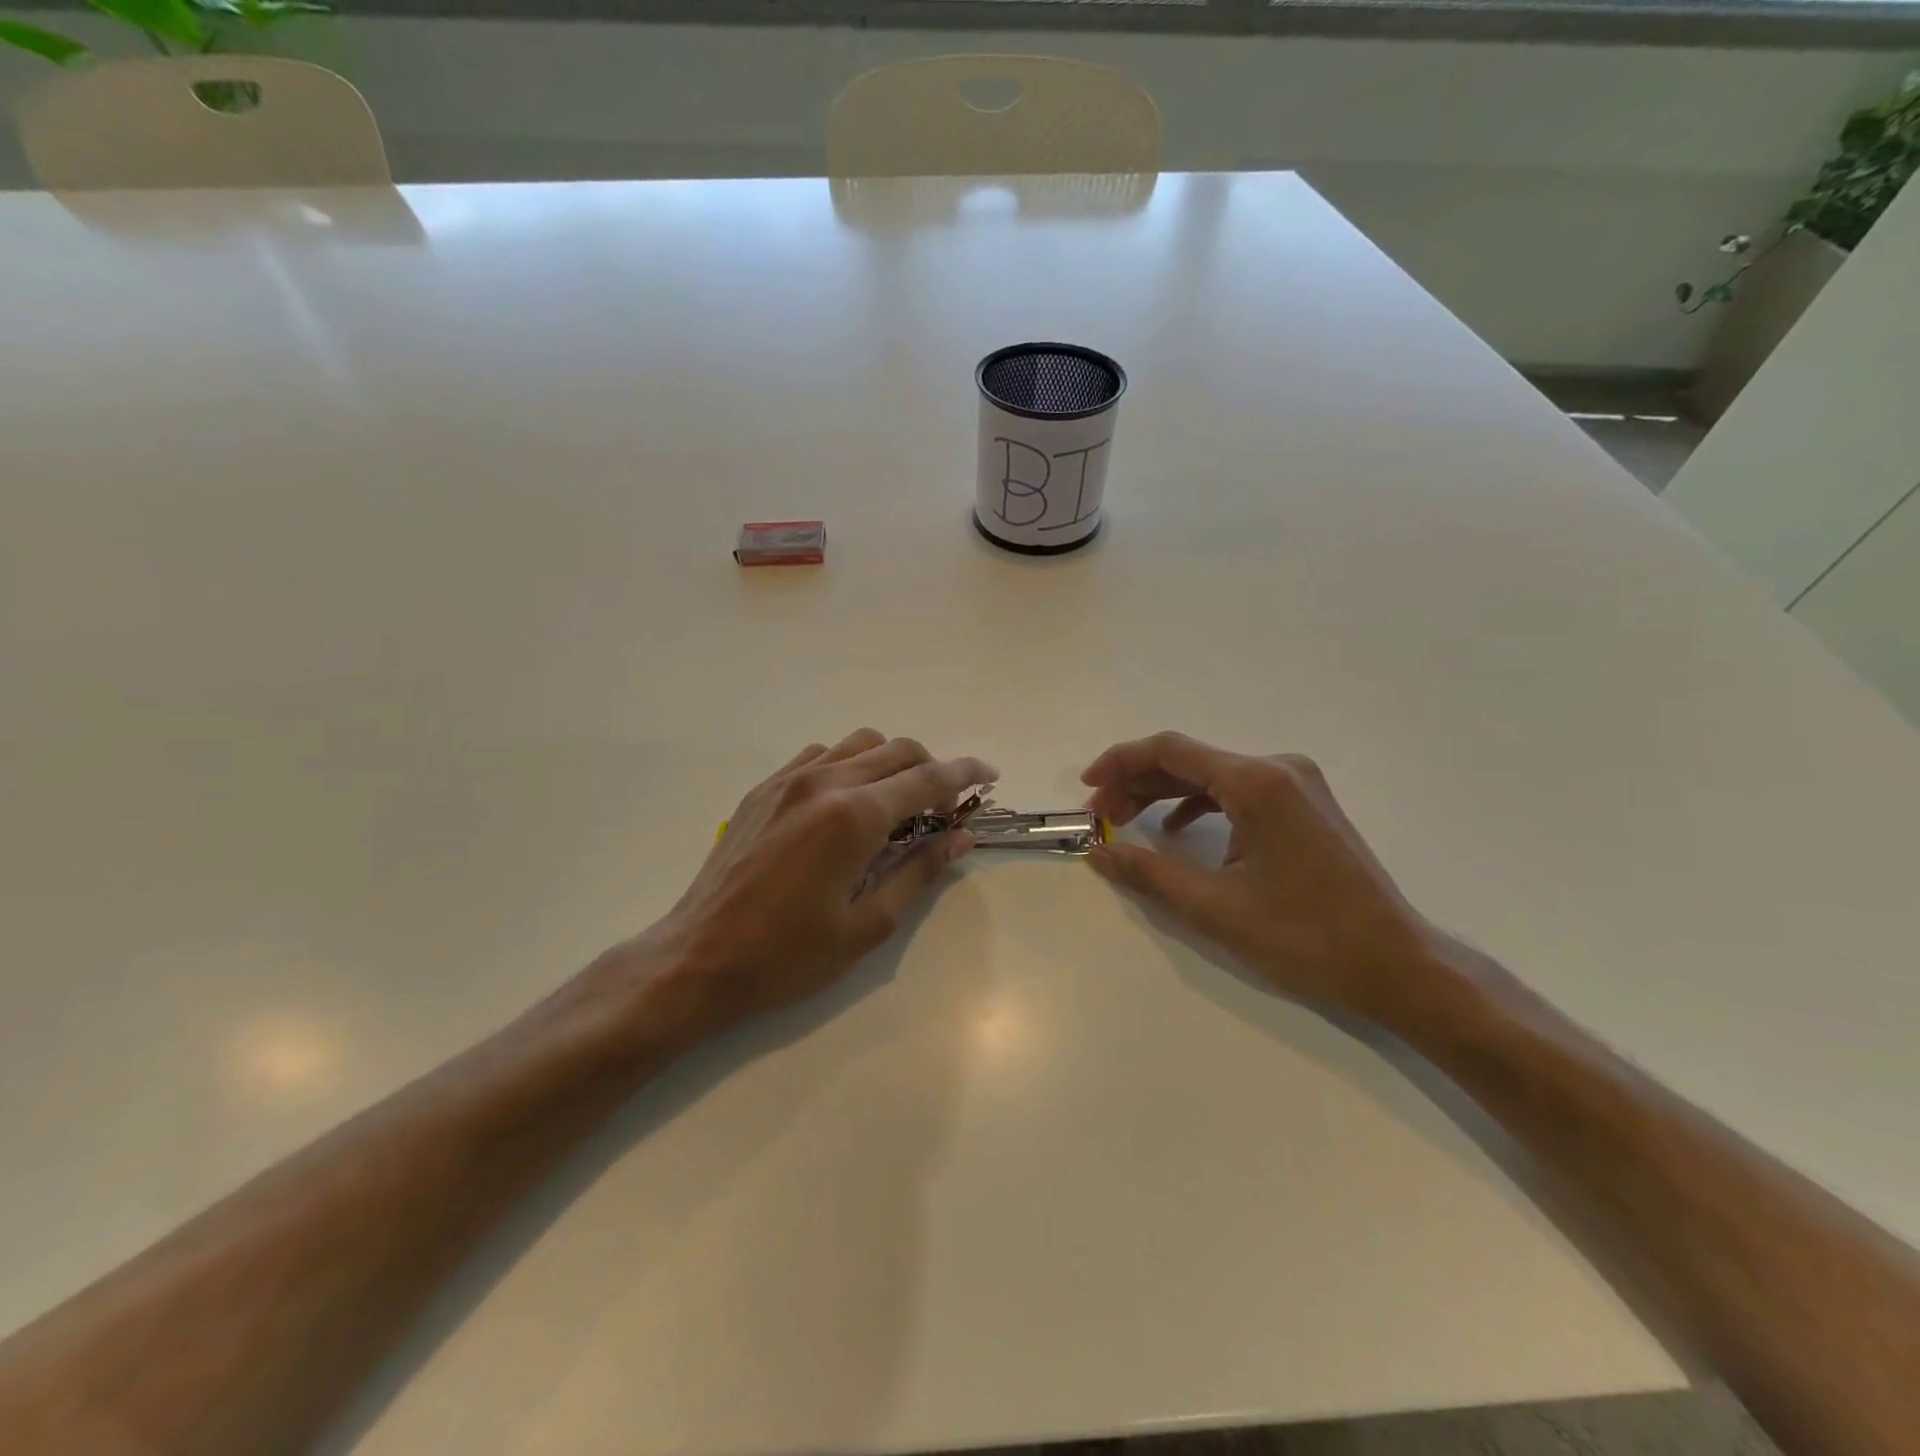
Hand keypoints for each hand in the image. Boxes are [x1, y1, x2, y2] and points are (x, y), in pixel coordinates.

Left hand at [634, 729, 996, 1038]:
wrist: (697, 958)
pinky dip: (849, 765)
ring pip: (858, 744)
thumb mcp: (868, 925)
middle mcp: (824, 782)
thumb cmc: (787, 955)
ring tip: (898, 803)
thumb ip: (920, 872)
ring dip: (891, 762)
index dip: (966, 775)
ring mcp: (788, 780)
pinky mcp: (763, 789)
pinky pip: (820, 755)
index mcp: (854, 816)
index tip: (990, 776)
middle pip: (897, 750)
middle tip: (945, 807)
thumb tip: (961, 838)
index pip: (927, 779)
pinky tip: (846, 802)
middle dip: (932, 769)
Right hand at [1081, 732, 1448, 1023]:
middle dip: (1137, 784)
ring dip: (1163, 795)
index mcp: (1258, 782)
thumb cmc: (1306, 936)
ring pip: (1212, 777)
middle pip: (1189, 761)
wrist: (1397, 964)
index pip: (1171, 751)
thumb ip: (1148, 873)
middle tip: (1100, 817)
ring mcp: (1296, 786)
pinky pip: (1237, 793)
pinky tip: (1177, 832)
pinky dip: (1198, 807)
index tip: (1087, 789)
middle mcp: (1278, 769)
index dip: (1120, 763)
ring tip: (1126, 822)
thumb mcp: (1215, 907)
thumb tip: (1097, 852)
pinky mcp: (1303, 807)